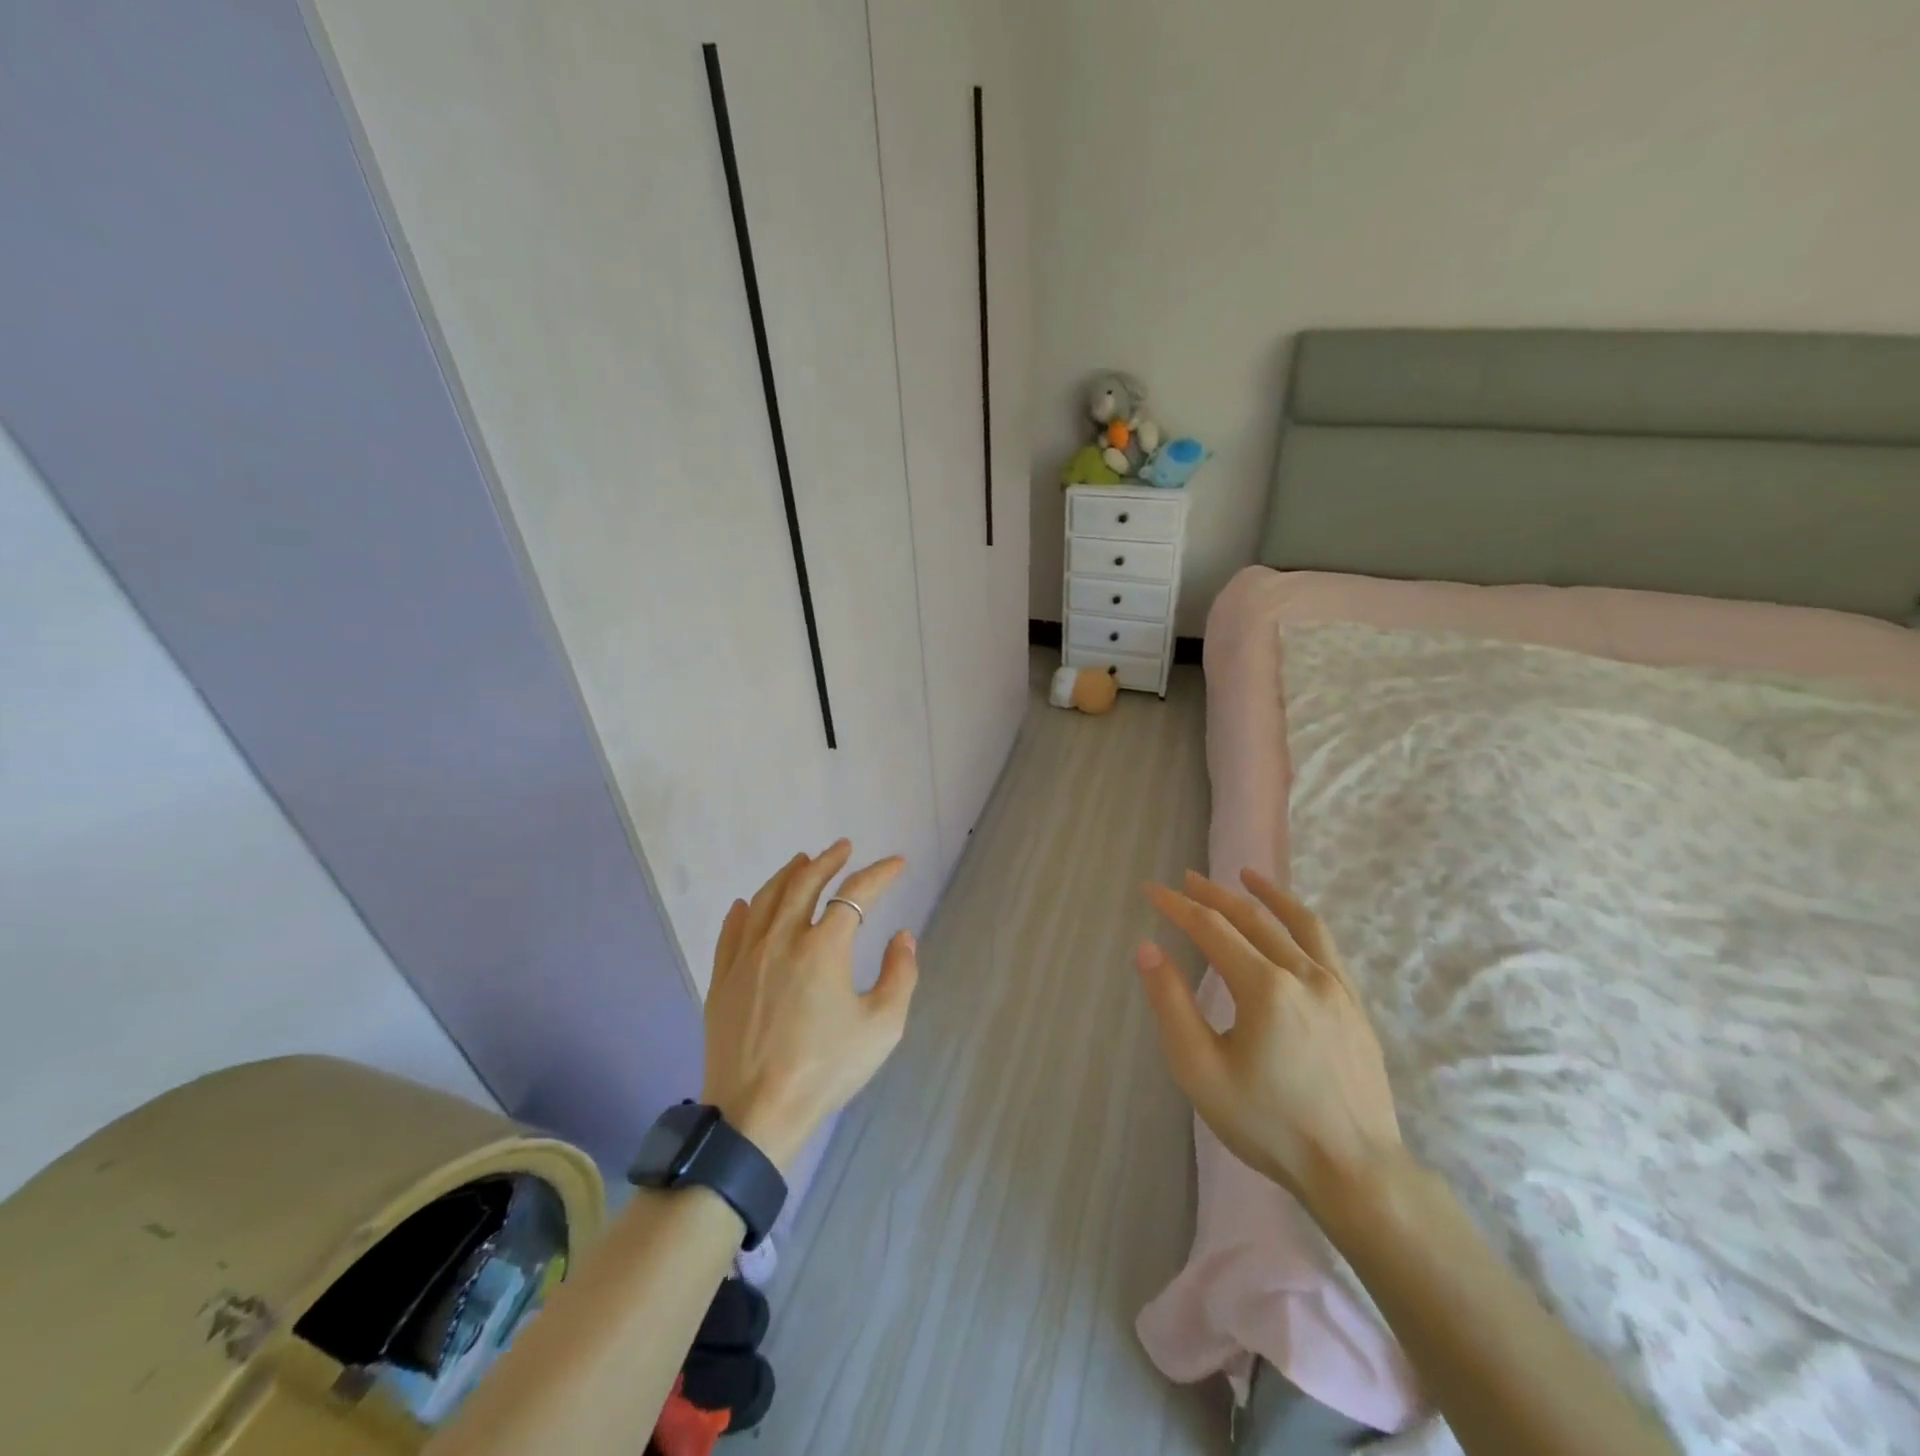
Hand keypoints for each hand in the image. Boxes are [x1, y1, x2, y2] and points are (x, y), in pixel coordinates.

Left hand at [701, 841, 918, 1170]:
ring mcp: (746, 958)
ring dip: (788, 875)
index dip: (880, 874)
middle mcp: (782, 939)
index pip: (856, 894)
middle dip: (829, 860)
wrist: (755, 1115)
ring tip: (802, 861)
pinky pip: (731, 932)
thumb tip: (902, 937)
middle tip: (844, 847)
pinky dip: (743, 911)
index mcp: (823, 948)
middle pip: (805, 883)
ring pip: (766, 899)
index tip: (898, 864)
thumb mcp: (882, 1028)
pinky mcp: (722, 980)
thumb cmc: (825, 1071)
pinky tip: (746, 903)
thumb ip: (900, 975)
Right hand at [1137, 869, 1407, 1218]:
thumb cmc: (1268, 1123)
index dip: (1177, 906)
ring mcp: (1336, 987)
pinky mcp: (1354, 1005)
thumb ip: (1172, 1004)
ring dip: (1266, 895)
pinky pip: (1326, 946)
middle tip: (1186, 879)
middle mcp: (1303, 974)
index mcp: (1264, 987)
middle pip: (1252, 919)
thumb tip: (1148, 949)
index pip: (1211, 929)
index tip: (1151, 890)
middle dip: (1214, 895)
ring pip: (1298, 923)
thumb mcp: (1201, 1070)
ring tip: (1245, 875)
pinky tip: (1291, 923)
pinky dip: (1301, 921)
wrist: (1356, 1172)